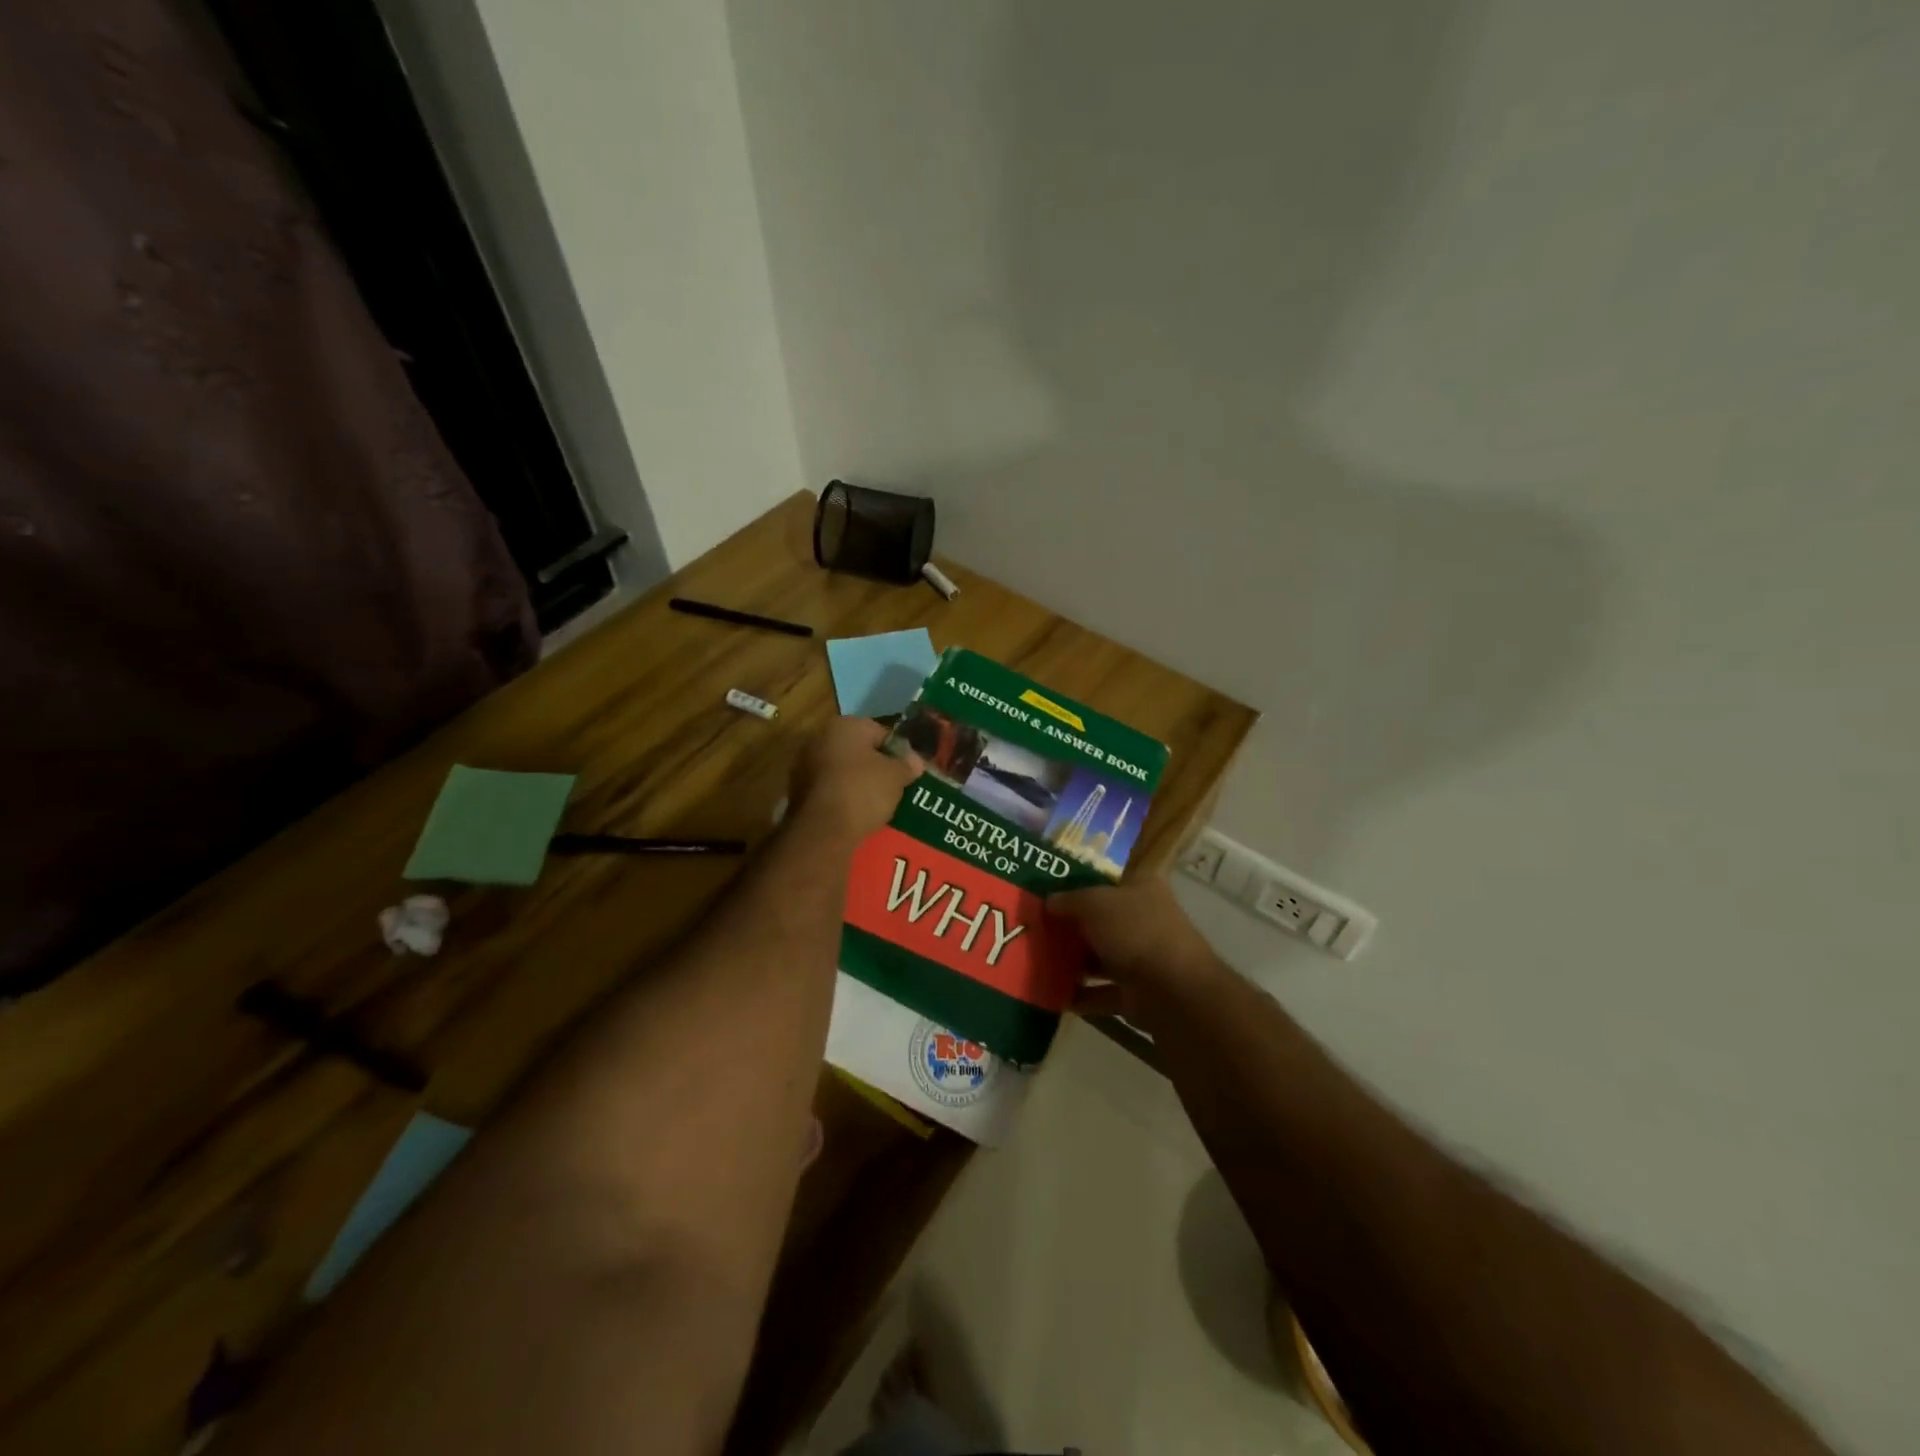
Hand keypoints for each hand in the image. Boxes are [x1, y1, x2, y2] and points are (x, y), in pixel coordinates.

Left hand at [788, 717, 922, 846]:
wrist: (823, 829)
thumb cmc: (863, 790)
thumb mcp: (896, 776)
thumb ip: (907, 764)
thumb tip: (915, 760)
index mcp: (845, 725)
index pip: (880, 731)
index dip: (897, 751)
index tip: (907, 770)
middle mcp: (820, 737)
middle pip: (858, 749)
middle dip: (875, 765)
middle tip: (894, 786)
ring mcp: (804, 763)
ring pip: (842, 769)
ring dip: (857, 781)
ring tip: (876, 802)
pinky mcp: (797, 790)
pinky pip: (829, 787)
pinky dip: (842, 795)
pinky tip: (855, 812)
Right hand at [1049, 877, 1218, 1017]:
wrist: (1172, 990)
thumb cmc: (1135, 931)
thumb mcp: (1094, 903)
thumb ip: (1069, 900)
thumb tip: (1049, 901)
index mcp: (1142, 888)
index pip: (1106, 880)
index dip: (1078, 884)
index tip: (1048, 892)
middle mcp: (1145, 920)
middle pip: (1101, 920)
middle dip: (1071, 927)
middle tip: (1035, 929)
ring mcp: (1143, 959)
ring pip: (1100, 958)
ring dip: (1073, 963)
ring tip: (1037, 962)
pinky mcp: (1137, 995)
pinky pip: (1101, 993)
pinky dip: (1079, 995)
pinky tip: (1051, 994)